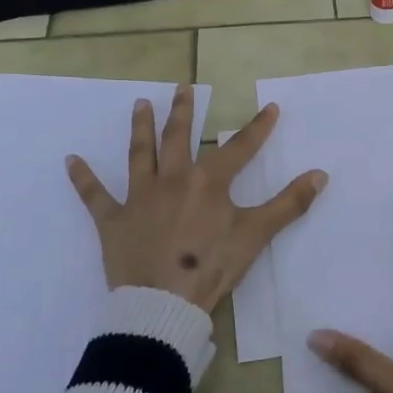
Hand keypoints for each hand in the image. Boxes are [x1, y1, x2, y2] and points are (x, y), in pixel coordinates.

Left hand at [67, 86, 326, 312]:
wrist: (162, 305)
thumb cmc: (211, 267)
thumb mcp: (256, 235)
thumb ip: (289, 203)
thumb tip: (321, 175)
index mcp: (208, 181)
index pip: (239, 147)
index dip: (258, 127)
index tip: (270, 107)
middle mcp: (172, 179)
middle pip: (178, 137)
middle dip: (184, 111)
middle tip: (182, 87)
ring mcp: (139, 197)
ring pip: (139, 154)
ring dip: (140, 127)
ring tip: (140, 104)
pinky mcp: (112, 221)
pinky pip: (94, 196)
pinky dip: (82, 179)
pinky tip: (71, 160)